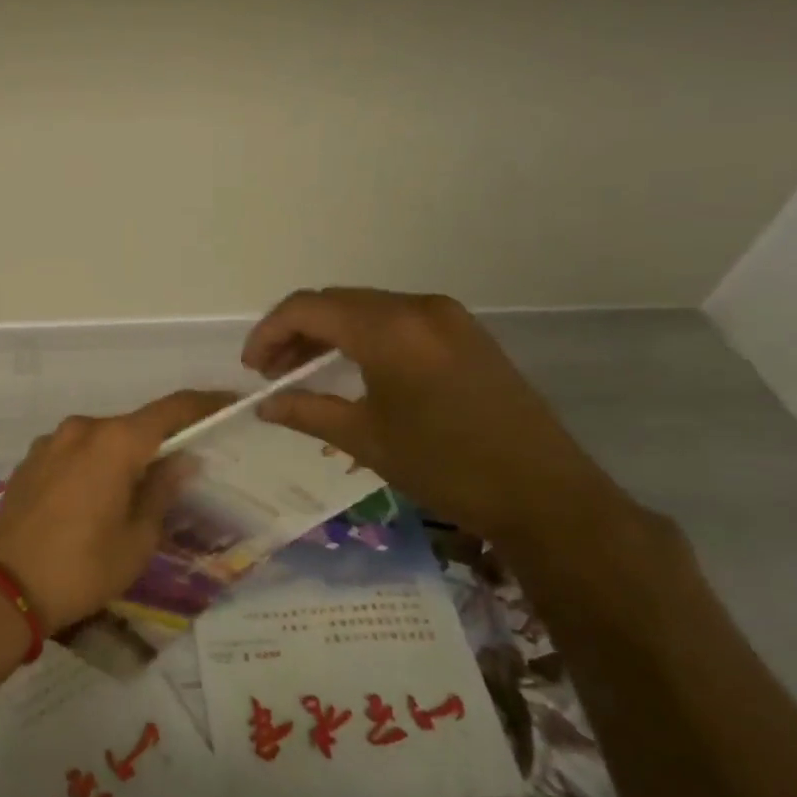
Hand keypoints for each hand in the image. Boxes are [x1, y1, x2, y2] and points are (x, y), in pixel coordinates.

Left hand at [0, 390, 232, 630]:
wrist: (2, 589)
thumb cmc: (81, 568)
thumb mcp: (137, 539)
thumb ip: (162, 491)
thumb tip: (182, 460)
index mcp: (114, 442)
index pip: (171, 409)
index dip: (204, 404)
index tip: (228, 404)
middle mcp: (82, 429)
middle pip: (134, 426)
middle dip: (160, 443)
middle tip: (181, 472)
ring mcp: (50, 442)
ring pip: (102, 440)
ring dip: (123, 457)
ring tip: (134, 495)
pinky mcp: (29, 461)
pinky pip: (75, 452)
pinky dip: (94, 465)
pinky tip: (94, 501)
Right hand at [244, 288, 629, 546]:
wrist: (545, 494)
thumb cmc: (446, 467)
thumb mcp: (366, 440)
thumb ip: (307, 411)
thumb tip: (264, 405)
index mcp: (389, 329)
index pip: (308, 308)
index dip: (269, 332)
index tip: (252, 369)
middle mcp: (417, 307)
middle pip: (336, 302)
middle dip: (295, 332)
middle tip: (272, 373)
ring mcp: (447, 316)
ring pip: (366, 309)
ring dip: (329, 333)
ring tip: (304, 371)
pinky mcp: (465, 333)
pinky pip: (397, 320)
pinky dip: (363, 336)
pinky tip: (353, 368)